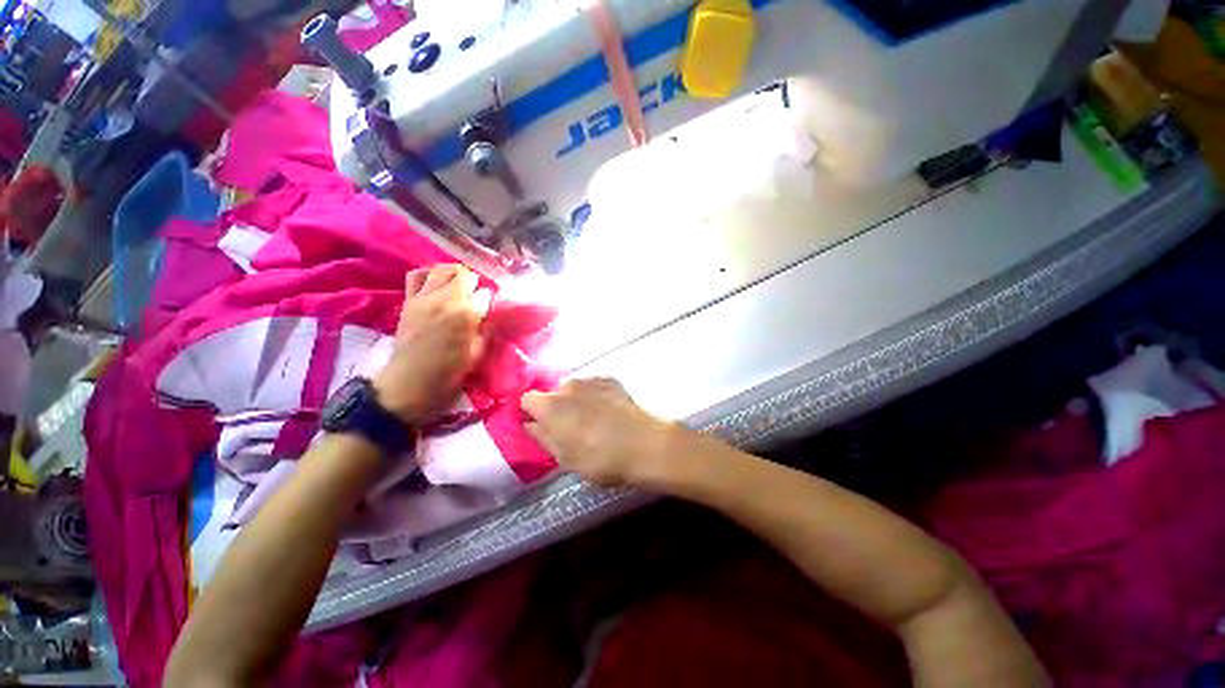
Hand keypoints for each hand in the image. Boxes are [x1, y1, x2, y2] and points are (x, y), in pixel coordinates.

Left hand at [373, 265, 491, 423]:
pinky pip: (416, 275)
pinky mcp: (408, 301)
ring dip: (454, 274)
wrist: (409, 384)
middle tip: (477, 297)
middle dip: (475, 283)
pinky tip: (436, 284)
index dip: (491, 300)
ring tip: (459, 287)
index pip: (486, 293)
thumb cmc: (449, 374)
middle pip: (465, 274)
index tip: (492, 309)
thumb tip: (490, 315)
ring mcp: (423, 298)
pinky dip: (428, 274)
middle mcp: (445, 299)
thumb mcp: (478, 354)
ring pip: (442, 268)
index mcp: (466, 314)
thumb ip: (486, 330)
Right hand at [521, 378, 680, 486]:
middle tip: (569, 428)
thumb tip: (530, 424)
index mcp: (550, 406)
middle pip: (552, 393)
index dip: (531, 413)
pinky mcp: (611, 379)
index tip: (540, 427)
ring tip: (592, 421)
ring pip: (574, 389)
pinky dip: (594, 396)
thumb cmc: (600, 459)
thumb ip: (543, 438)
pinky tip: (608, 412)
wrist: (645, 444)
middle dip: (556, 408)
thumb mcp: (565, 458)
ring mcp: (591, 379)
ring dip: (576, 401)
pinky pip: (593, 386)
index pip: (527, 399)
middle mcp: (568, 385)